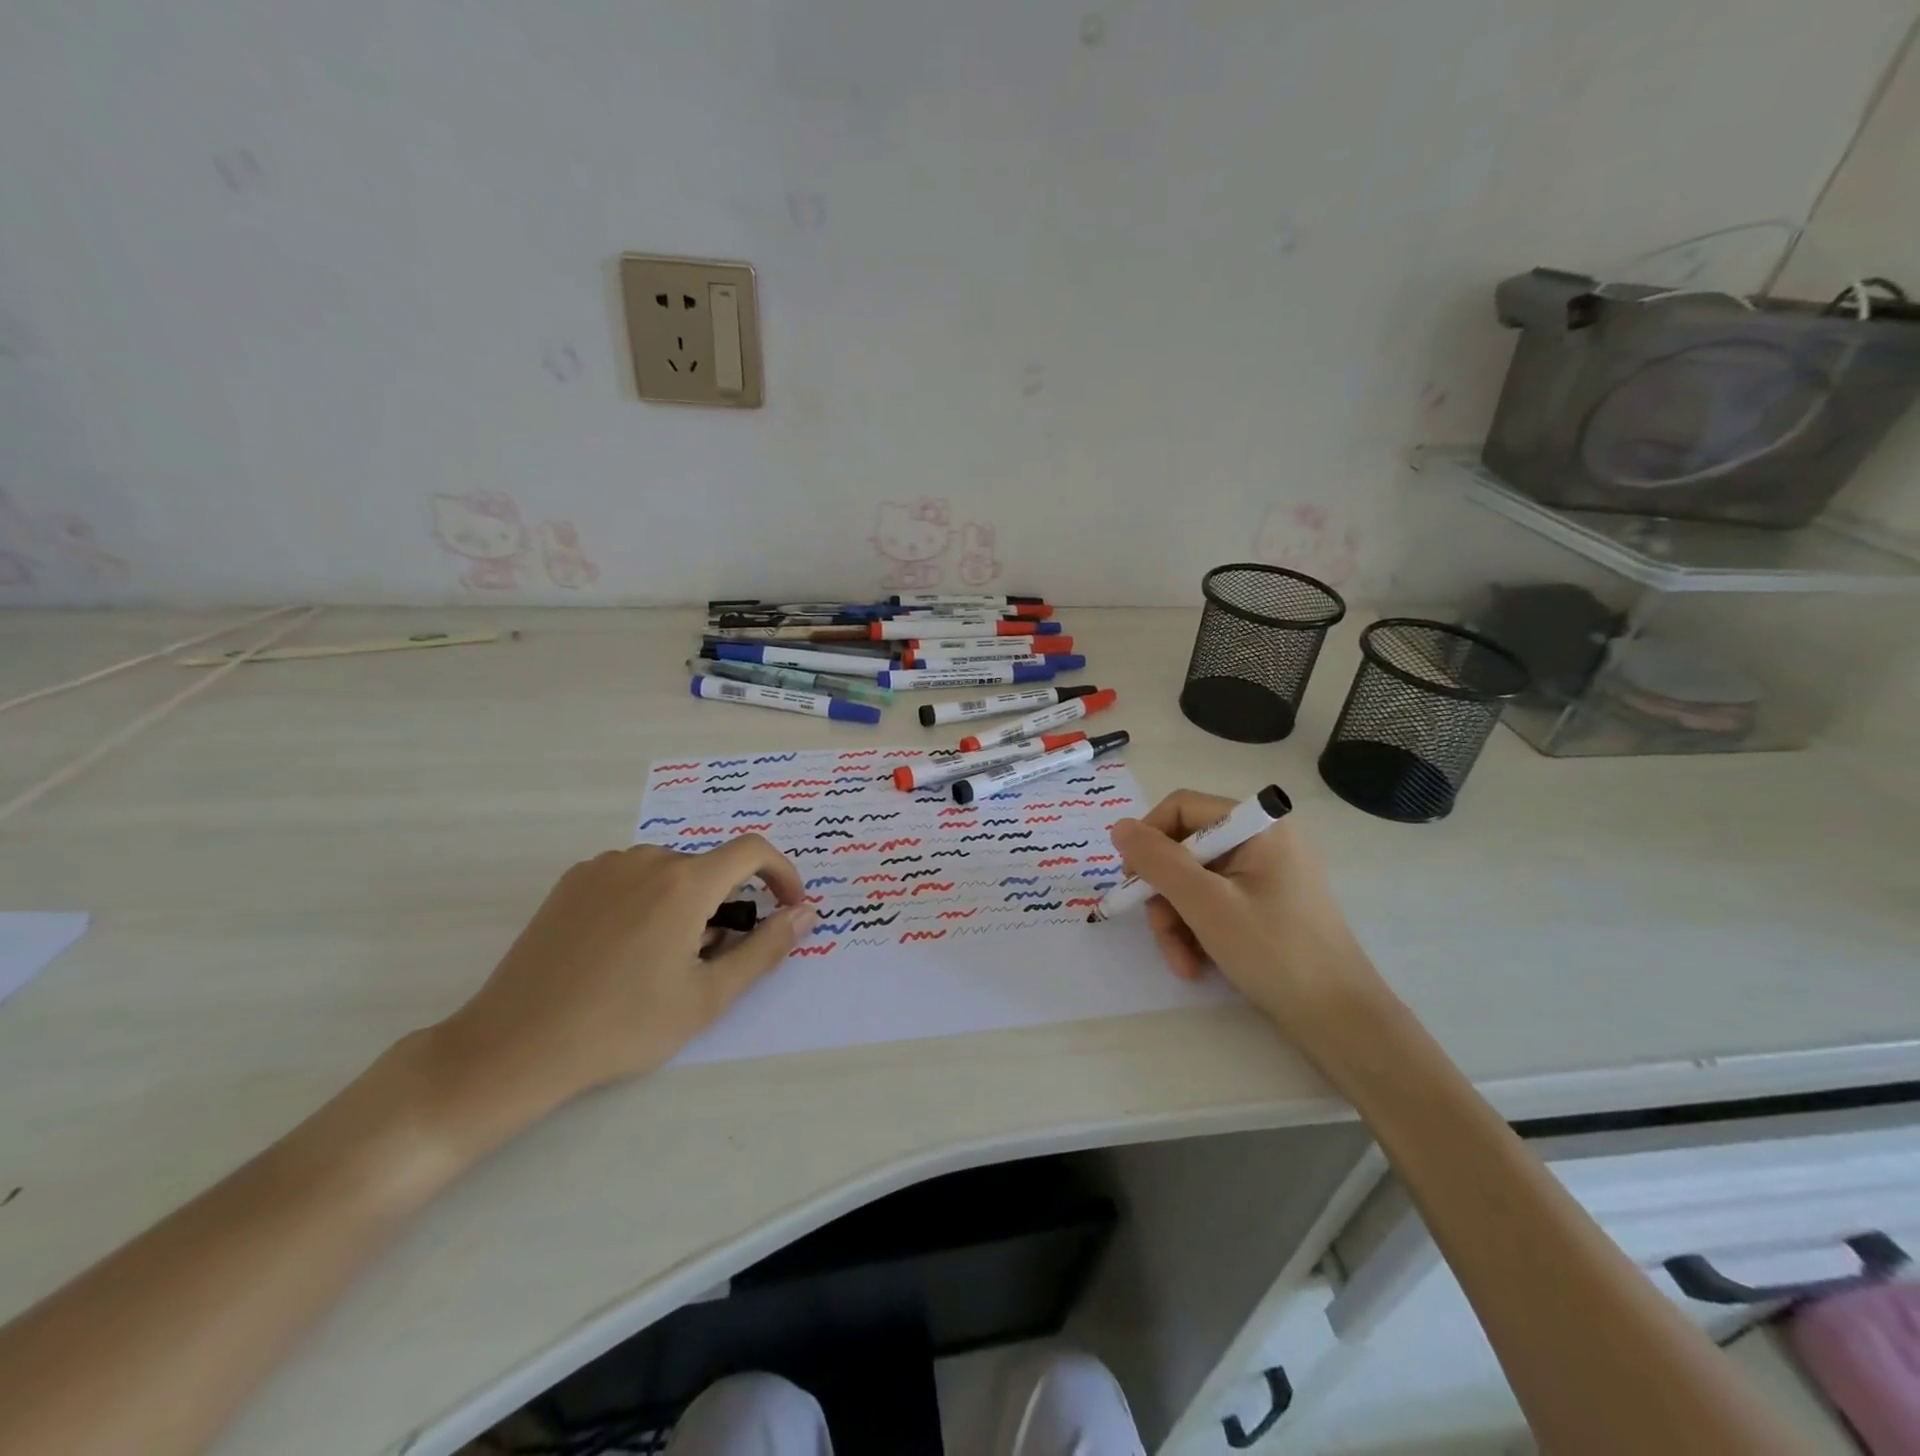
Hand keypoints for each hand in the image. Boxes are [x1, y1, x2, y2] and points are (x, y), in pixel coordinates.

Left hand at [429, 838, 814, 1121]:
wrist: (515, 1046)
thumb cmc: (623, 1025)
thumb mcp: (709, 996)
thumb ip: (766, 948)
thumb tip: (806, 913)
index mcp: (685, 882)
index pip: (753, 851)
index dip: (781, 874)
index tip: (787, 908)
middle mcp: (647, 859)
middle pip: (709, 868)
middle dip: (726, 905)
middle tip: (710, 960)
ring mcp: (604, 867)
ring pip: (670, 874)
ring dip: (686, 904)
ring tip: (664, 960)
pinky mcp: (572, 882)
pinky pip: (631, 878)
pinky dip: (648, 901)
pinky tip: (624, 950)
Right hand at [1109, 790, 1387, 1028]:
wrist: (1342, 1021)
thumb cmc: (1275, 953)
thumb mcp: (1205, 904)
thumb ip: (1158, 861)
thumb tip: (1119, 828)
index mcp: (1258, 826)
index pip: (1181, 808)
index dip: (1149, 840)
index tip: (1133, 882)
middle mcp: (1263, 841)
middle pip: (1185, 849)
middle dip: (1165, 895)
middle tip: (1160, 934)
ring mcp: (1267, 875)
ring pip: (1194, 882)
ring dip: (1177, 922)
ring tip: (1183, 963)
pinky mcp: (1267, 906)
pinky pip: (1215, 903)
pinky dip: (1199, 931)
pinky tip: (1198, 965)